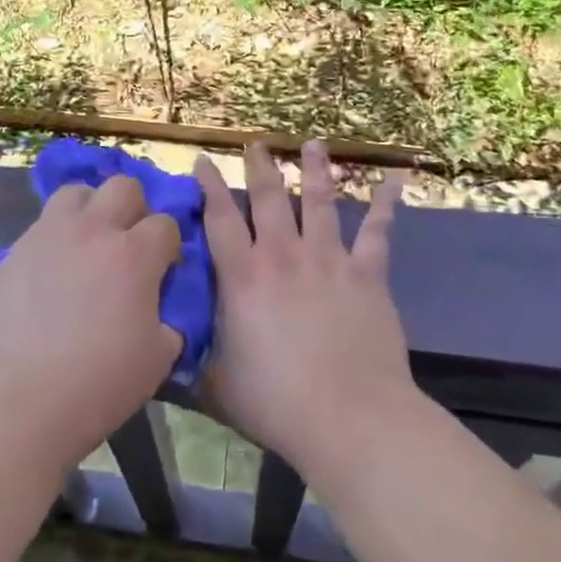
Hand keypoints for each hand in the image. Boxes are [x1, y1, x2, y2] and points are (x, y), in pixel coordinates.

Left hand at [0, 177, 182, 472]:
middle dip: (135, 208)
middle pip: (123, 187)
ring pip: (77, 192)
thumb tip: (161, 312)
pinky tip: (52, 272)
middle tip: (128, 245)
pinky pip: (42, 224)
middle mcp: (93, 231)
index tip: (164, 269)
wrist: (13, 404)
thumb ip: (168, 323)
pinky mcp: (14, 250)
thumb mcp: (155, 362)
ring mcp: (48, 235)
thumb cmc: (94, 387)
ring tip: (87, 243)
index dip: (169, 245)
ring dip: (91, 209)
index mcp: (134, 256)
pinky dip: (56, 236)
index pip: (166, 223)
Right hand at [196, 141, 415, 489]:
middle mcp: (283, 256)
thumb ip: (194, 356)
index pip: (220, 218)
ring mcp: (328, 260)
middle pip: (270, 198)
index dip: (209, 186)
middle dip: (261, 166)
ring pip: (320, 202)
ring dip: (316, 170)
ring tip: (313, 144)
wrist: (350, 418)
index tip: (203, 160)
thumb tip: (167, 343)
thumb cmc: (277, 403)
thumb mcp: (217, 384)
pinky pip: (377, 233)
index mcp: (244, 277)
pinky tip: (393, 182)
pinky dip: (385, 206)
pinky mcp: (367, 275)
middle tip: (257, 143)